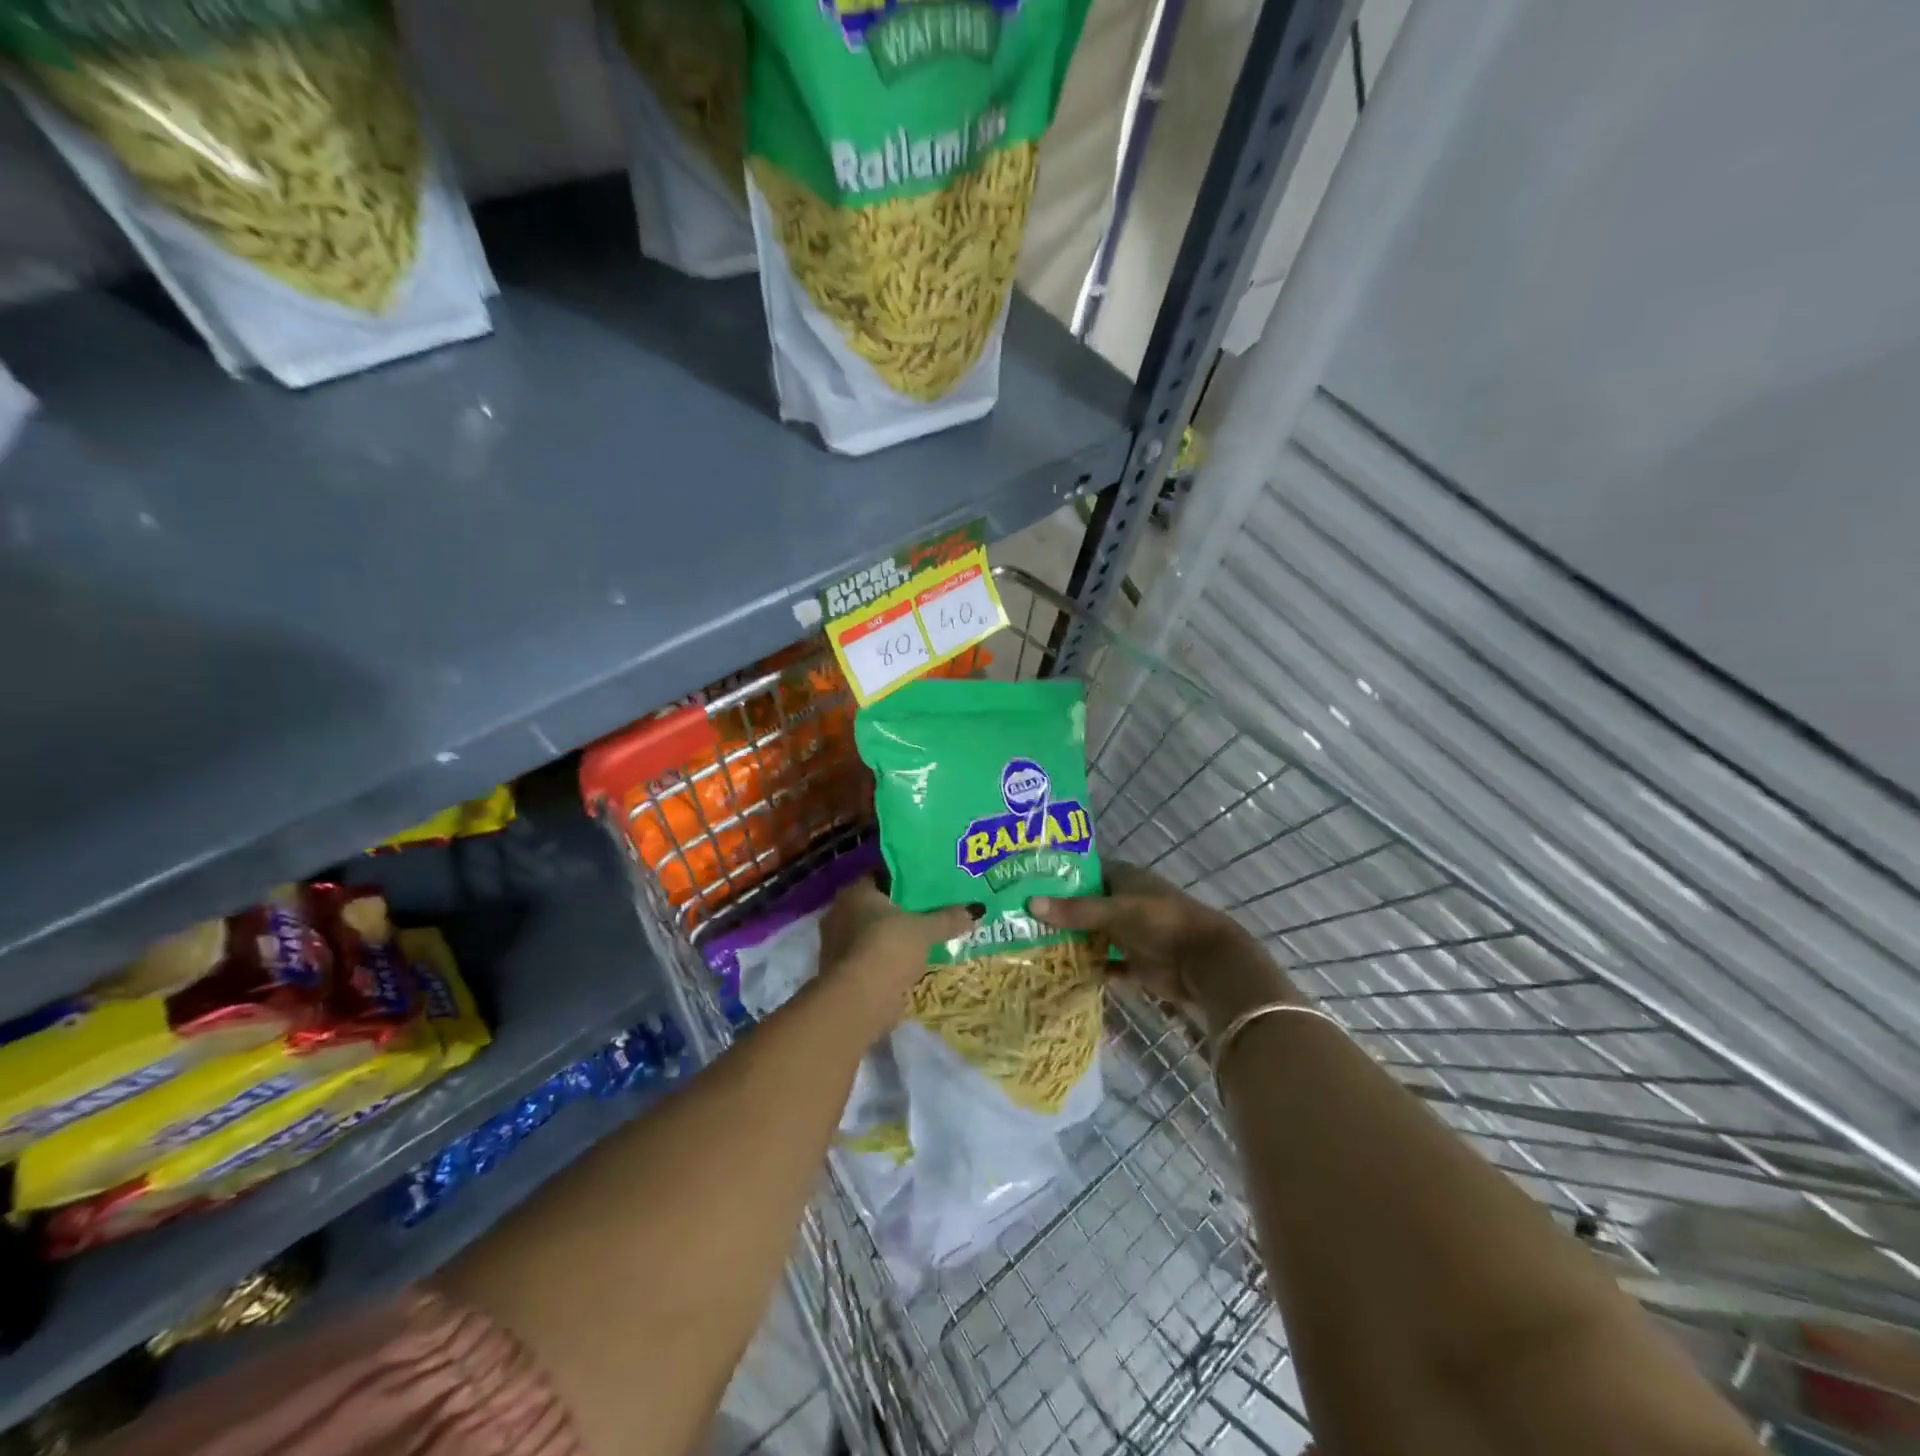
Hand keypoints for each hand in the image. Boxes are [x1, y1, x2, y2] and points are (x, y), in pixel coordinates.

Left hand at [818, 877, 979, 1038]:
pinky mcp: (843, 972)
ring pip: (874, 933)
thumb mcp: (924, 930)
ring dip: (895, 937)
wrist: (859, 1000)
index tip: (929, 884)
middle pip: (878, 905)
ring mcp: (839, 944)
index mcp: (855, 892)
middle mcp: (840, 912)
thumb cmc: (888, 948)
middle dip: (902, 910)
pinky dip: (888, 959)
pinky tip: (910, 962)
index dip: (906, 879)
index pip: (882, 876)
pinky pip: (872, 957)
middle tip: (932, 910)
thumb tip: (976, 910)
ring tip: (925, 937)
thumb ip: (948, 919)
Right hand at [1029, 862, 1295, 1035]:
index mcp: (1125, 878)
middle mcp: (1126, 903)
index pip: (1087, 870)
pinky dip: (1089, 968)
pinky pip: (1106, 964)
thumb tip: (1030, 903)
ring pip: (1094, 935)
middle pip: (1087, 905)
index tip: (1028, 879)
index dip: (1061, 874)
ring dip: (1072, 940)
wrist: (1204, 962)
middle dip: (1060, 910)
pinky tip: (1059, 971)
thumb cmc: (1160, 922)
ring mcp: (1132, 934)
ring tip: (1030, 941)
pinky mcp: (1136, 964)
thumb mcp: (1115, 911)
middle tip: (1020, 914)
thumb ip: (1075, 910)